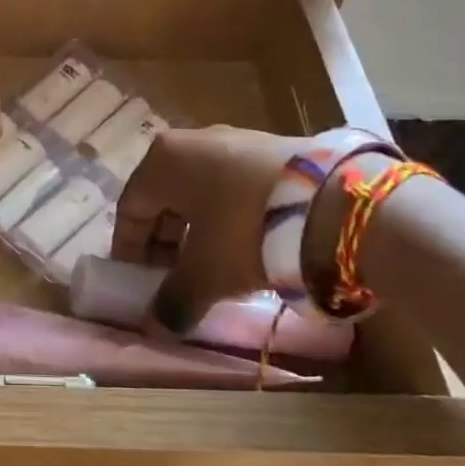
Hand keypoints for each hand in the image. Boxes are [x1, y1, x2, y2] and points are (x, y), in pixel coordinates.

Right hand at [112, 127, 387, 332]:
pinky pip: (233, 187)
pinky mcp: (272, 150)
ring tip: (211, 269)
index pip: (129, 208)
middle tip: (172, 280)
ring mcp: (235, 140)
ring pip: (200, 193)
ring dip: (197, 232)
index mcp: (162, 161)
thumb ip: (175, 299)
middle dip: (164, 243)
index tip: (137, 283)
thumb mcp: (206, 273)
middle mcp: (192, 141)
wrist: (336, 205)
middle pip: (165, 198)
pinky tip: (246, 247)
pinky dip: (229, 218)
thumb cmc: (247, 232)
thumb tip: (157, 325)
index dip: (128, 250)